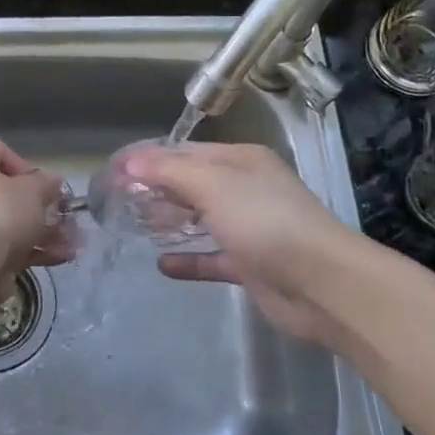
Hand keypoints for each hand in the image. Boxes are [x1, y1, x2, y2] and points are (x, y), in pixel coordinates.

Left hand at [0, 138, 72, 298]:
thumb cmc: (2, 212)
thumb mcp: (34, 190)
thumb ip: (47, 183)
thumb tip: (53, 180)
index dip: (21, 161)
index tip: (39, 180)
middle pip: (9, 191)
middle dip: (42, 204)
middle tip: (64, 212)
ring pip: (16, 222)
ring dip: (47, 230)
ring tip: (74, 239)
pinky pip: (15, 247)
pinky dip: (38, 250)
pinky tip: (64, 255)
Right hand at [119, 142, 354, 346]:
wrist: (321, 283)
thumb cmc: (264, 221)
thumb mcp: (212, 185)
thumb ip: (168, 172)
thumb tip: (128, 162)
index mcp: (240, 160)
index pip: (185, 152)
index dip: (148, 159)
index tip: (113, 172)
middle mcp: (245, 189)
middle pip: (191, 183)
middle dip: (156, 189)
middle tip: (117, 201)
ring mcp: (249, 228)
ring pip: (200, 219)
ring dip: (169, 221)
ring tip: (133, 226)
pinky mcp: (250, 265)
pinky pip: (211, 258)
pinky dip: (188, 259)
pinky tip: (161, 265)